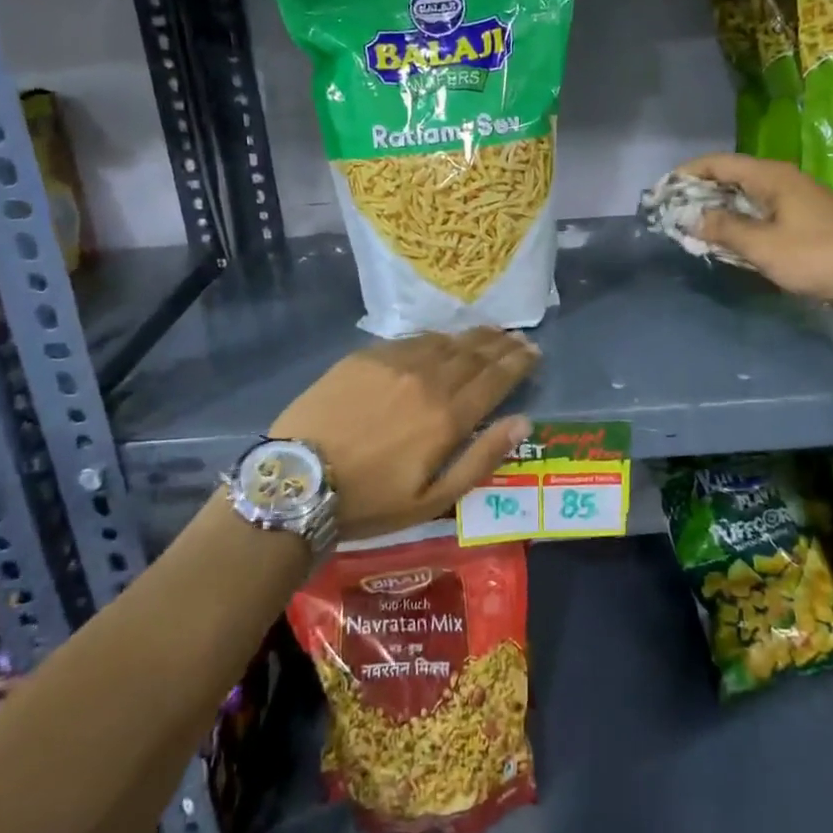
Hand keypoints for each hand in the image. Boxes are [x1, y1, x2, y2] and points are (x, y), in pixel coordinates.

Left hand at [270, 327, 537, 541]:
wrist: (299, 479)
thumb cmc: (370, 500)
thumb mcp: (433, 499)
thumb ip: (481, 458)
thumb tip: (522, 422)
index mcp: (447, 417)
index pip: (495, 379)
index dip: (518, 363)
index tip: (533, 351)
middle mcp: (427, 380)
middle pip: (473, 354)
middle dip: (500, 344)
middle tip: (517, 337)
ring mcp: (395, 363)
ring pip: (444, 342)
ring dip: (471, 336)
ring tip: (488, 333)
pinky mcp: (365, 356)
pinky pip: (411, 340)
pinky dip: (435, 338)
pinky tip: (441, 339)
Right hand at [677, 153, 832, 303]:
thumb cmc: (815, 254)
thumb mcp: (763, 246)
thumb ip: (725, 229)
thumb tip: (692, 218)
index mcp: (770, 177)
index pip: (719, 163)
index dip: (688, 173)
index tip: (663, 189)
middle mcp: (783, 178)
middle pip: (732, 175)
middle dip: (701, 190)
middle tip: (675, 210)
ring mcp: (797, 196)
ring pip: (747, 193)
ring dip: (720, 206)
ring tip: (696, 223)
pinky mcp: (807, 215)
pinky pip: (762, 208)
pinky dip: (740, 216)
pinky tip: (731, 234)